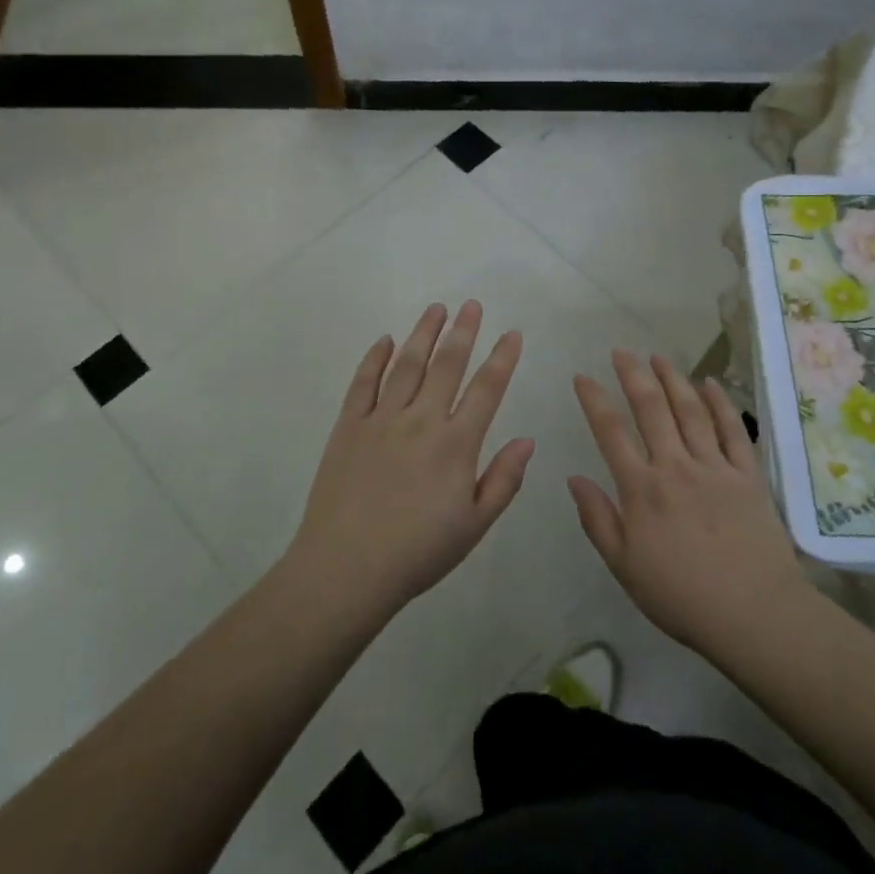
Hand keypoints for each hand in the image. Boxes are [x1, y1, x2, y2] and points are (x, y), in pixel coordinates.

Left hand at [287, 301, 535, 619]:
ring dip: (423, 333)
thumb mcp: (474, 525)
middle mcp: (420, 420)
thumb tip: (528, 439)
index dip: (502, 358)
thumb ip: (504, 479)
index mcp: (455, 444)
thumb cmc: (418, 553)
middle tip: (471, 304)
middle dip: (463, 331)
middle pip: (446, 365)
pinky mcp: (348, 426)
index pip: (486, 389)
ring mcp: (381, 419)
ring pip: (407, 364)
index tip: (512, 333)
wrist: (347, 568)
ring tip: (436, 308)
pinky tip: (384, 340)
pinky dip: (374, 358)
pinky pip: (362, 383)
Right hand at [570, 351, 799, 656]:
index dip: (594, 400)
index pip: (611, 432)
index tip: (582, 376)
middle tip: (621, 351)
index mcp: (642, 489)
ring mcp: (714, 467)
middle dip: (633, 376)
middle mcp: (675, 467)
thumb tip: (573, 477)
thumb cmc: (681, 596)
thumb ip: (597, 519)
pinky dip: (720, 404)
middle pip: (651, 410)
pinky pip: (732, 431)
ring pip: (690, 411)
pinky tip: (710, 384)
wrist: (754, 614)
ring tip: (658, 357)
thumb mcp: (625, 566)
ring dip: (673, 379)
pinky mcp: (747, 476)